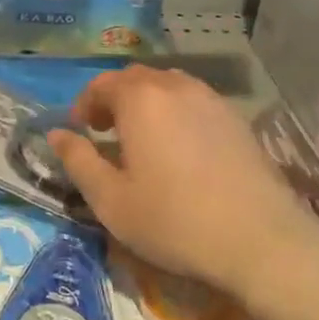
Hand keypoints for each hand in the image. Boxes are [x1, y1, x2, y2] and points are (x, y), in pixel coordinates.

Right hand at [49, 67, 318, 312]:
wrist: (261, 241)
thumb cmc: (174, 221)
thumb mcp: (111, 200)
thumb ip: (79, 161)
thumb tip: (57, 134)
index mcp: (140, 99)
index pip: (102, 84)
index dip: (85, 104)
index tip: (80, 131)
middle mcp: (175, 86)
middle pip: (135, 79)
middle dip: (114, 99)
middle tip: (106, 132)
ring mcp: (211, 99)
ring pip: (167, 86)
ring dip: (147, 103)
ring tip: (143, 138)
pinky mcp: (236, 119)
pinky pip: (194, 101)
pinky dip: (176, 113)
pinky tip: (180, 148)